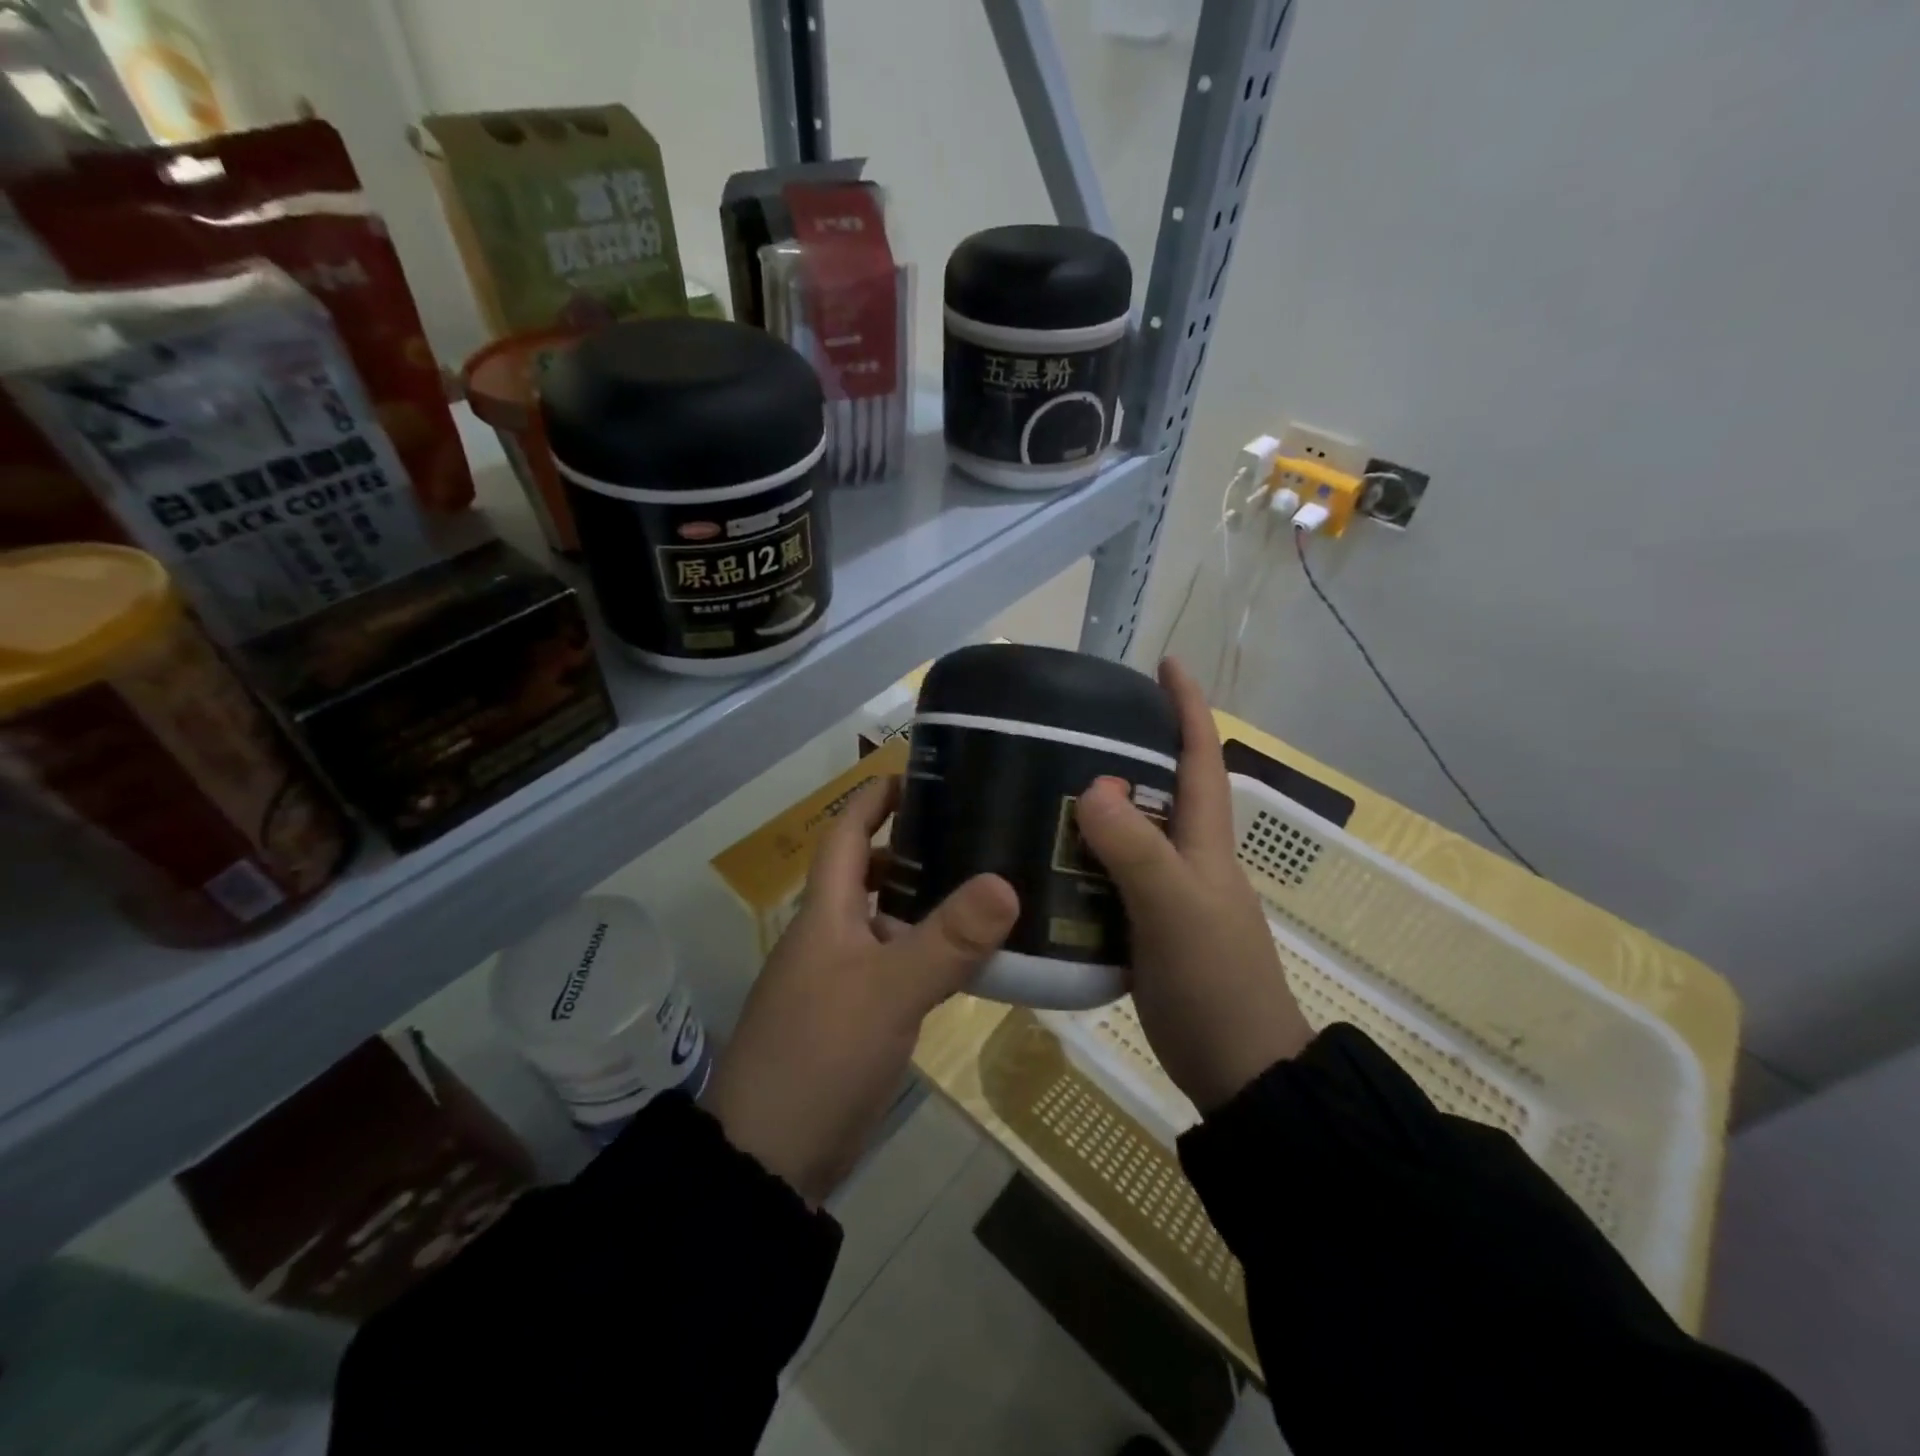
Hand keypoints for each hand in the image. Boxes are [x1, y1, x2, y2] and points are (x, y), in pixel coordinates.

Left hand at [704, 778, 1018, 1204]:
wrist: (769, 1160)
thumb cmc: (819, 1056)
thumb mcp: (888, 992)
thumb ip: (947, 940)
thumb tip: (1006, 882)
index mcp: (825, 912)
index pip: (846, 833)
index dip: (875, 799)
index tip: (921, 775)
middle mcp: (830, 935)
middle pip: (870, 872)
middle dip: (916, 847)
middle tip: (977, 832)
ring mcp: (841, 978)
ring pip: (888, 921)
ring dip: (928, 902)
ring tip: (989, 887)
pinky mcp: (856, 1017)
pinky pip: (898, 965)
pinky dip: (930, 951)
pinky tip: (972, 958)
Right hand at [1074, 658, 1312, 1113]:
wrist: (1238, 1071)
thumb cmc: (1216, 981)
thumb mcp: (1175, 908)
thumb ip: (1136, 849)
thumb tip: (1092, 784)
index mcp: (1206, 840)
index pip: (1200, 756)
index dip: (1186, 707)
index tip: (1164, 663)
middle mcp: (1189, 858)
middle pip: (1159, 788)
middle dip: (1125, 749)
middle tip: (1069, 728)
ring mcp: (1167, 895)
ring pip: (1129, 833)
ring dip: (1094, 806)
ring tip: (1040, 784)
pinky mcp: (1146, 928)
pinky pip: (1108, 877)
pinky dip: (1080, 859)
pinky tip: (1044, 859)